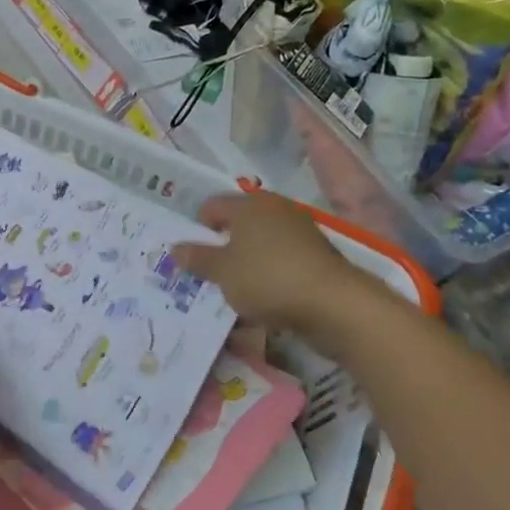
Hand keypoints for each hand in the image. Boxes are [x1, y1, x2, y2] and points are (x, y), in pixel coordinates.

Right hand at [172, 193, 380, 334]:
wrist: (333, 304)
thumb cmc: (267, 278)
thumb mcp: (222, 272)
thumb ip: (198, 258)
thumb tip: (175, 248)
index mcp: (250, 204)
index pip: (212, 205)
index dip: (197, 226)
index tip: (190, 253)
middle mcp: (276, 210)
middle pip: (238, 223)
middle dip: (221, 245)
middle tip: (205, 271)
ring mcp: (300, 232)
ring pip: (260, 244)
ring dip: (245, 263)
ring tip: (231, 289)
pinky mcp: (316, 257)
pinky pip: (280, 262)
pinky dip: (267, 275)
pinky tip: (260, 299)